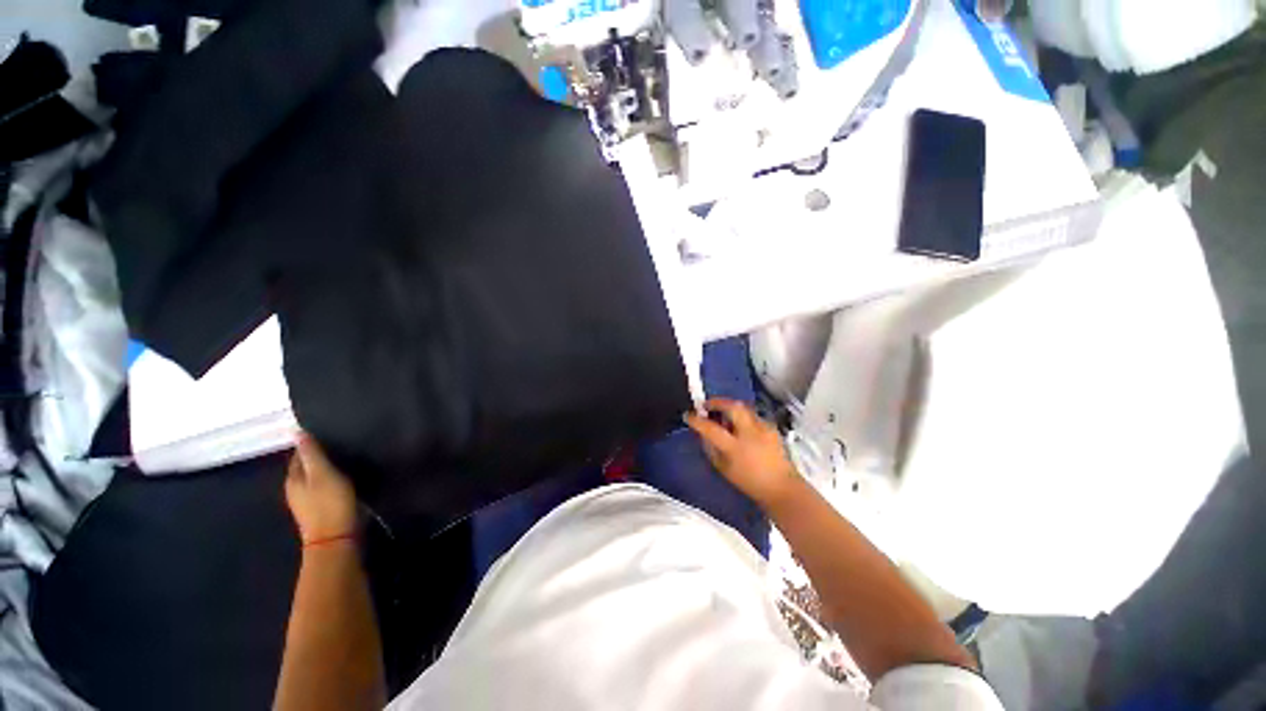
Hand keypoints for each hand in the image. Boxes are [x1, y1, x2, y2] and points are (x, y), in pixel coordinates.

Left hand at [285, 434, 357, 543]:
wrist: (336, 538)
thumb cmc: (330, 503)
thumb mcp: (323, 474)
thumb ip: (312, 454)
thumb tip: (296, 431)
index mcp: (293, 478)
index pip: (298, 455)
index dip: (310, 444)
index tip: (327, 433)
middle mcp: (295, 489)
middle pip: (305, 467)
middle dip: (317, 455)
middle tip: (339, 443)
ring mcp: (307, 501)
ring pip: (315, 477)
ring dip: (325, 468)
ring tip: (345, 457)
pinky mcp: (321, 509)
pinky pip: (324, 487)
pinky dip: (331, 479)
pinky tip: (345, 477)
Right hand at [685, 398, 802, 508]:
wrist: (782, 488)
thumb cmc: (750, 482)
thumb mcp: (724, 469)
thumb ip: (711, 449)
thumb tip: (703, 434)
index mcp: (736, 448)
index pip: (711, 428)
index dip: (697, 420)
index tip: (688, 415)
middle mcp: (750, 433)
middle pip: (732, 406)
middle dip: (717, 402)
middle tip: (706, 405)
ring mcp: (763, 428)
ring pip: (743, 408)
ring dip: (729, 407)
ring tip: (722, 415)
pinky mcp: (771, 427)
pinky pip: (752, 415)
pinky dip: (742, 416)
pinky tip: (739, 425)